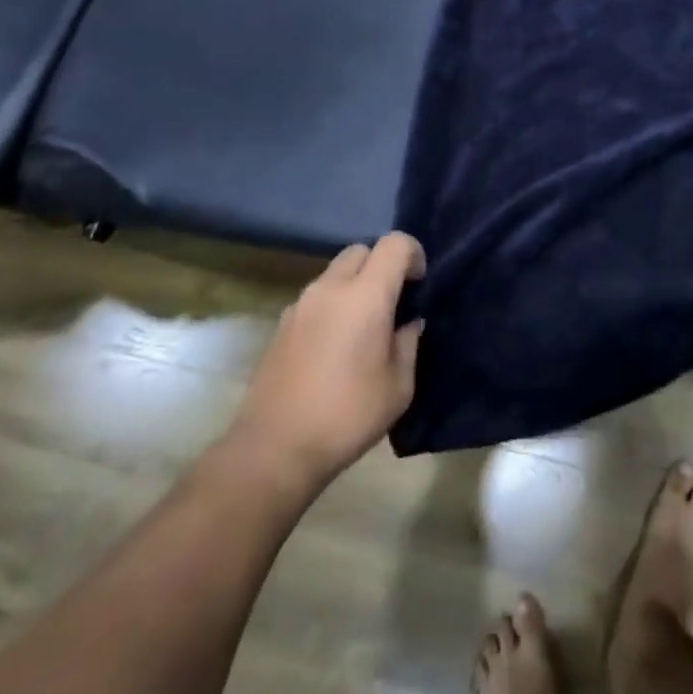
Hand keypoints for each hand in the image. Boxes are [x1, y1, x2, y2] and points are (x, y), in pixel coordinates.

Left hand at [226, 232, 425, 500]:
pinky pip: (316, 297)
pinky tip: (334, 346)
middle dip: (382, 266)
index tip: (418, 286)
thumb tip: (408, 323)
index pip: (395, 243)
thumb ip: (408, 343)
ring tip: (363, 328)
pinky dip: (332, 305)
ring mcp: (301, 303)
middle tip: (392, 303)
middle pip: (362, 250)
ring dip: (355, 285)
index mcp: (366, 295)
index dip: (413, 255)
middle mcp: (331, 288)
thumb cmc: (347, 416)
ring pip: (336, 272)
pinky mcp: (281, 323)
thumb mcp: (398, 387)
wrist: (273, 449)